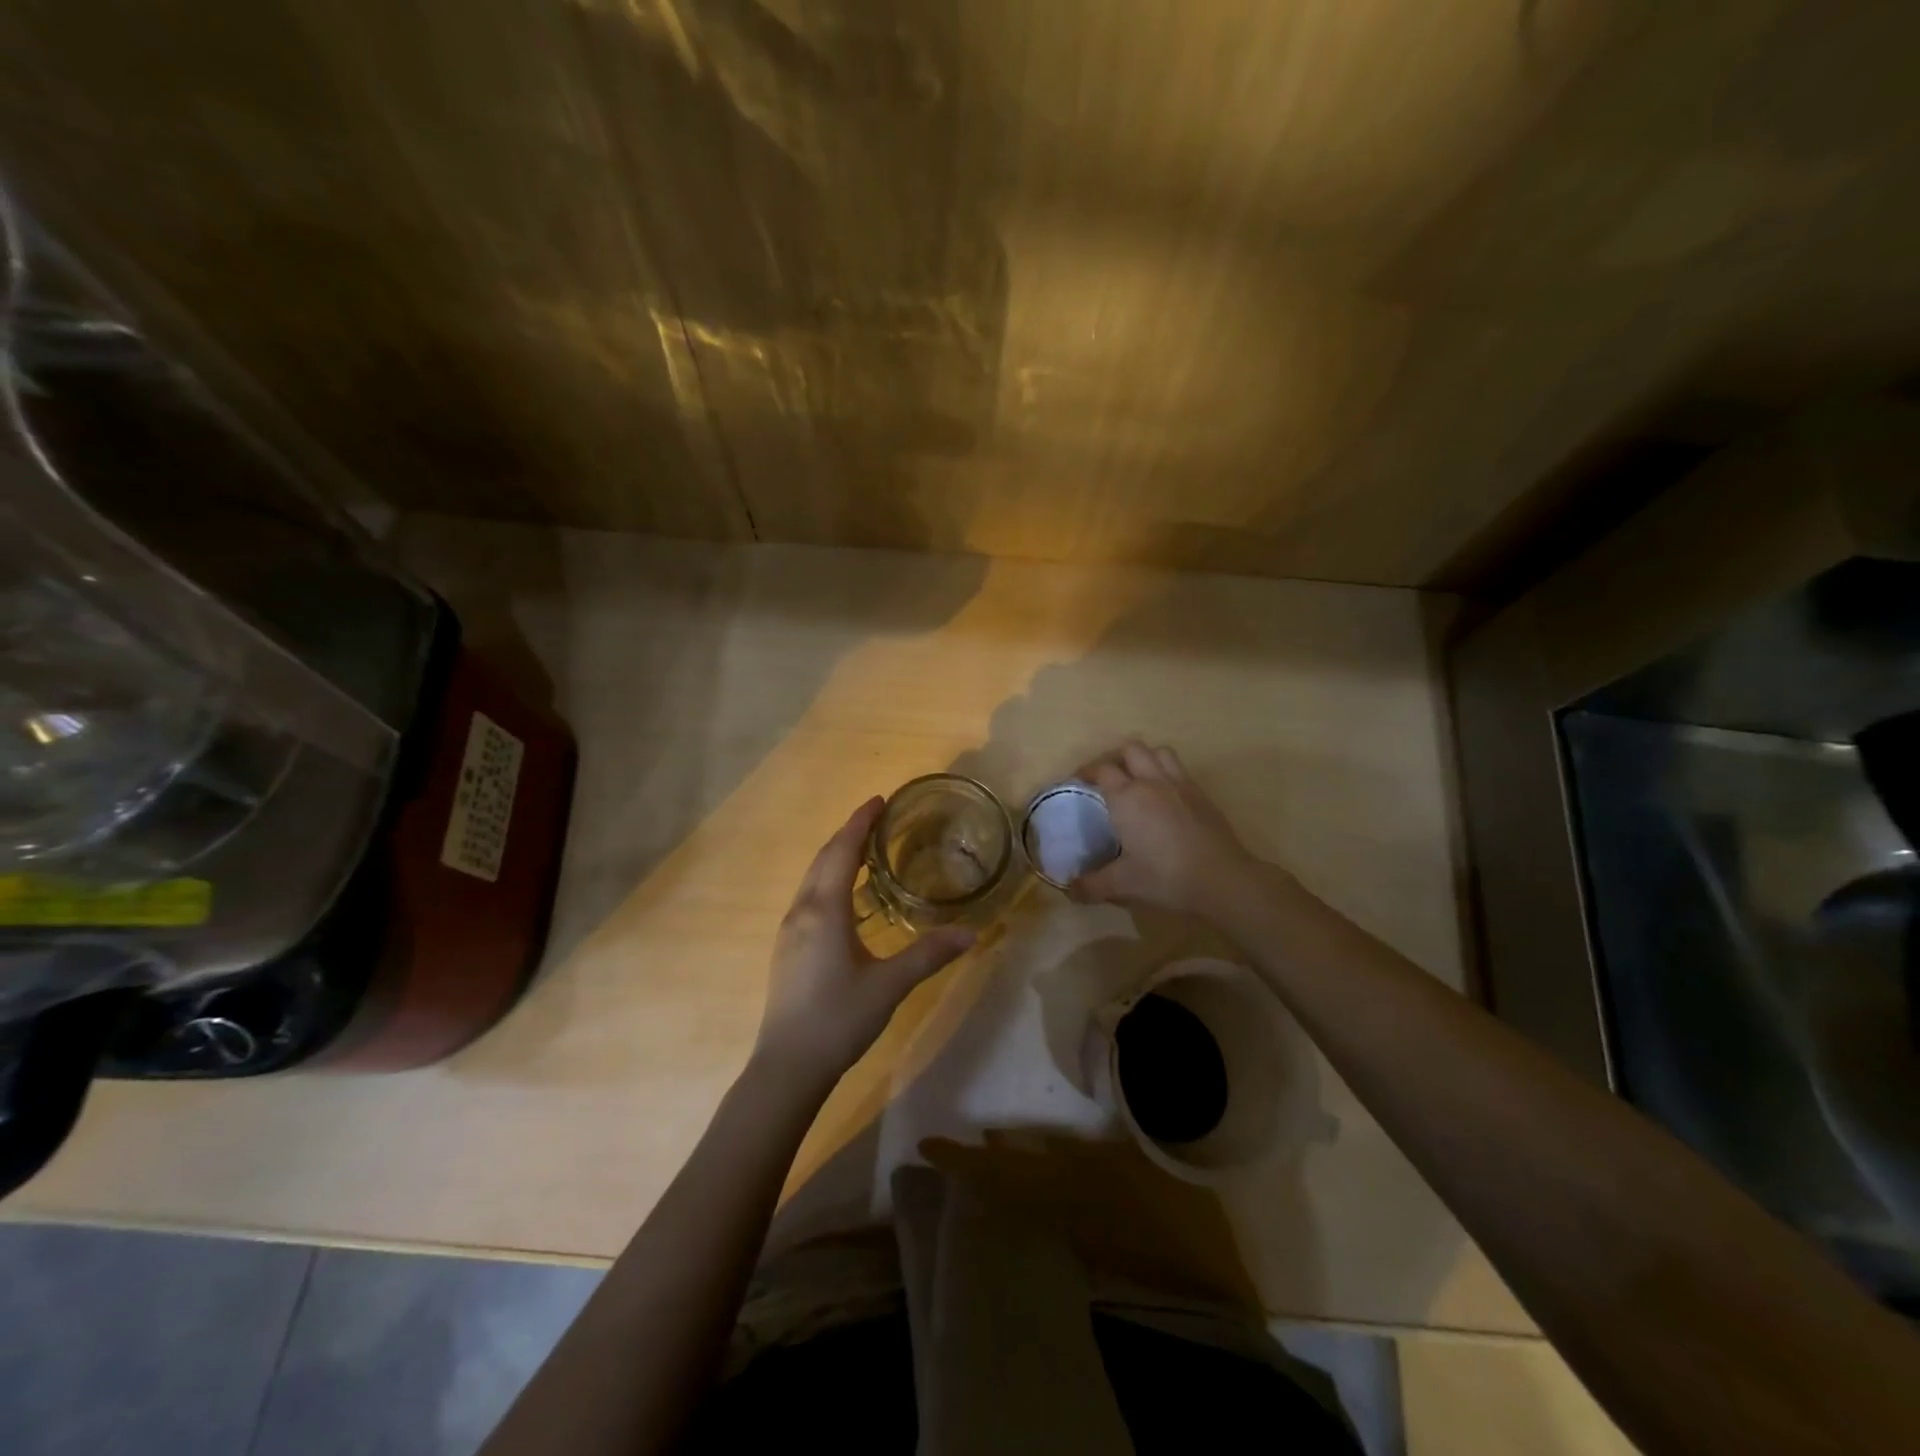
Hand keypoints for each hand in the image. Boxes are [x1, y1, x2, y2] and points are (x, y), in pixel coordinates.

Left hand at [755, 797, 974, 1083]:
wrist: (787, 1067)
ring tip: (865, 850)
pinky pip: (810, 897)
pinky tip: (846, 897)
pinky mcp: (788, 949)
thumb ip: (929, 954)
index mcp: (824, 910)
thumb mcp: (889, 985)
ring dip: (836, 857)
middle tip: (877, 818)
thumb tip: (972, 933)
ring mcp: (790, 931)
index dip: (860, 822)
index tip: (879, 800)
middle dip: (848, 834)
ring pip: (813, 878)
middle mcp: (802, 911)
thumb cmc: (838, 1018)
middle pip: (823, 859)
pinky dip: (829, 880)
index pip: (842, 851)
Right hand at [1070, 741, 1264, 917]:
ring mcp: (1180, 784)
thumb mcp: (1123, 884)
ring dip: (1145, 758)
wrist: (1222, 878)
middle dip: (1115, 758)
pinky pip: (1180, 769)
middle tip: (1107, 779)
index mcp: (1127, 797)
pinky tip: (1166, 797)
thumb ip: (1092, 885)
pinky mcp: (1202, 794)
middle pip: (1130, 750)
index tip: (1078, 783)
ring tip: (1138, 779)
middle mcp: (1152, 782)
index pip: (1101, 770)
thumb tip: (1069, 890)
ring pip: (1159, 752)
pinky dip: (1167, 773)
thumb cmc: (1166, 877)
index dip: (1086, 772)